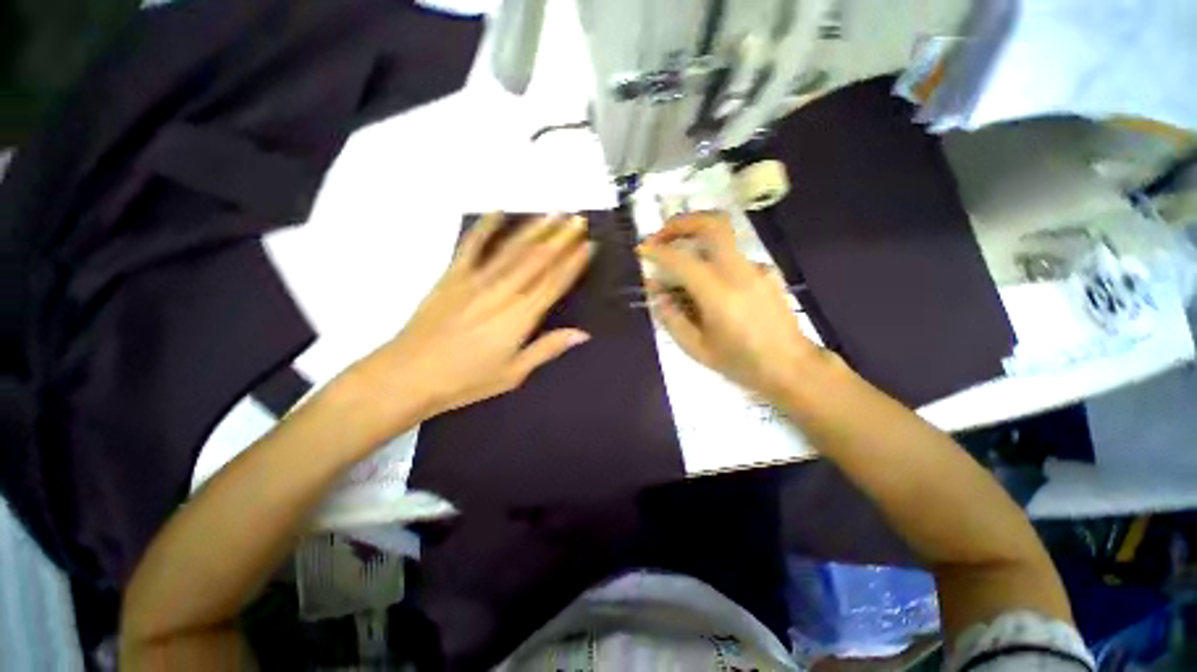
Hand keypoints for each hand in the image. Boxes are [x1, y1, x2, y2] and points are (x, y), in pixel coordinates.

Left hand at [344, 212, 593, 434]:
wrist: (413, 372)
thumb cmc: (464, 381)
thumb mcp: (511, 374)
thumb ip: (546, 349)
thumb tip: (581, 334)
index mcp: (520, 317)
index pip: (553, 283)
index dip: (573, 262)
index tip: (589, 244)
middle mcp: (503, 291)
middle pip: (537, 259)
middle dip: (560, 237)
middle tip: (578, 218)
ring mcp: (476, 280)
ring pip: (512, 248)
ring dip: (534, 229)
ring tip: (554, 213)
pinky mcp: (452, 275)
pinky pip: (471, 245)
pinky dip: (485, 227)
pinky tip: (498, 212)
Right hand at [639, 211, 826, 401]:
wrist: (792, 367)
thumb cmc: (743, 364)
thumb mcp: (699, 350)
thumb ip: (673, 318)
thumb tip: (657, 291)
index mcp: (717, 293)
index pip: (680, 258)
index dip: (656, 249)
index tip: (642, 250)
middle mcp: (738, 272)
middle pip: (712, 224)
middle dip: (683, 222)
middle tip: (665, 235)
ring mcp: (757, 269)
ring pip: (725, 239)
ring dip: (701, 243)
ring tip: (688, 271)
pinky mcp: (769, 273)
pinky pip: (738, 260)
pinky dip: (721, 265)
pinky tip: (720, 291)